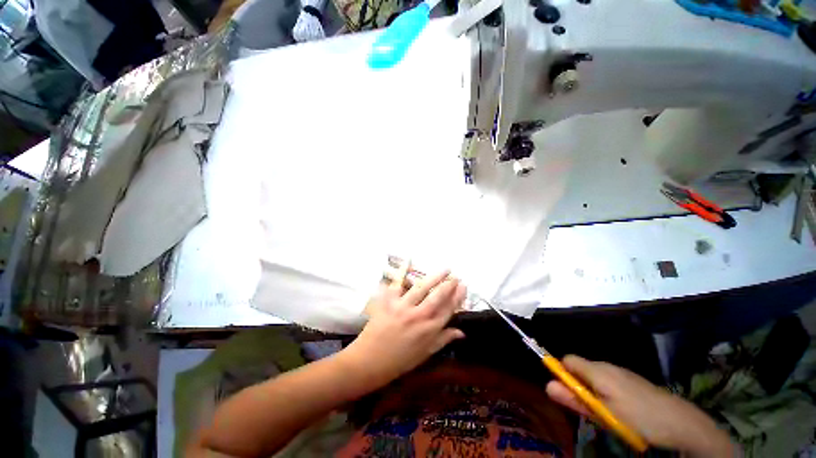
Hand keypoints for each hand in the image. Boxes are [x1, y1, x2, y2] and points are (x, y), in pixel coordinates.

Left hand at [341, 265, 466, 387]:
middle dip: (449, 284)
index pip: (447, 310)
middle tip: (456, 275)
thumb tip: (461, 332)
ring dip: (434, 277)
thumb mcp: (424, 354)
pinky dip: (402, 272)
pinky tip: (408, 261)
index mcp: (429, 331)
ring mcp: (403, 307)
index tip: (463, 286)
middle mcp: (418, 317)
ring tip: (444, 269)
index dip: (457, 297)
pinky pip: (397, 284)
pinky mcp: (388, 302)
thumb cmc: (399, 361)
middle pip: (437, 297)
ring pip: (422, 288)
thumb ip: (443, 340)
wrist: (369, 362)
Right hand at [546, 356, 736, 456]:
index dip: (561, 373)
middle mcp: (607, 365)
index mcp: (597, 370)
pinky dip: (606, 390)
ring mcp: (622, 371)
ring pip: (595, 375)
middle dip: (577, 385)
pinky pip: (609, 379)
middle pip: (580, 367)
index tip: (567, 393)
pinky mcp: (633, 379)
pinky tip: (621, 409)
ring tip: (605, 412)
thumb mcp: (604, 414)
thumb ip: (575, 399)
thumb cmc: (638, 418)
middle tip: (588, 408)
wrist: (681, 422)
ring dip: (592, 390)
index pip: (567, 360)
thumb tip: (547, 386)